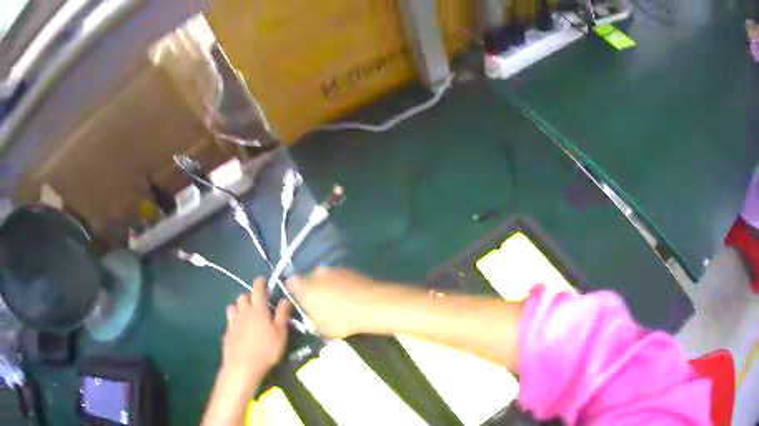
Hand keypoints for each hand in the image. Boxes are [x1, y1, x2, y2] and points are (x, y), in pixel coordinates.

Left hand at [221, 278, 290, 378]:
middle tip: (255, 301)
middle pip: (243, 297)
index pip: (258, 291)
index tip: (261, 279)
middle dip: (249, 296)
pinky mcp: (227, 333)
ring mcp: (233, 322)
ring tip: (244, 313)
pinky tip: (238, 329)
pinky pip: (229, 321)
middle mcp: (243, 312)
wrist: (243, 366)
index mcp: (258, 310)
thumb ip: (282, 315)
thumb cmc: (266, 350)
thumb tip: (284, 299)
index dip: (260, 283)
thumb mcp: (280, 334)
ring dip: (239, 307)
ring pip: (233, 307)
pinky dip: (234, 320)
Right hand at [287, 267, 383, 338]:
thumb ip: (313, 322)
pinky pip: (339, 277)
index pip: (292, 285)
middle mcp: (315, 275)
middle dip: (313, 288)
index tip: (301, 300)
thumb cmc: (341, 320)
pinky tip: (349, 295)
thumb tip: (312, 319)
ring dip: (328, 285)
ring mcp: (333, 270)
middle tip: (321, 303)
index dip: (295, 291)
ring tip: (337, 300)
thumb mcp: (323, 329)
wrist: (370, 305)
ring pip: (325, 277)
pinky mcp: (349, 269)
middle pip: (309, 279)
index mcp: (304, 289)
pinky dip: (341, 283)